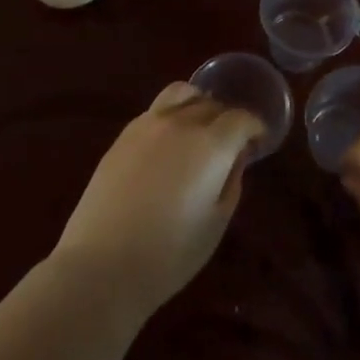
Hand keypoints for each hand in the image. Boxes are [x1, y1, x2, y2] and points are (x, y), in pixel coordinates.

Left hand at [48, 84, 260, 322]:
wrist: (101, 265)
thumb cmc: (169, 254)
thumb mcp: (216, 222)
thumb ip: (231, 181)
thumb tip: (236, 158)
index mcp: (211, 144)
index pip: (242, 118)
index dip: (255, 128)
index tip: (258, 143)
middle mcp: (181, 123)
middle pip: (213, 104)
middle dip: (228, 119)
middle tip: (231, 143)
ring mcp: (148, 125)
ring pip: (181, 94)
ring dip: (198, 105)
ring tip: (199, 129)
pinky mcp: (123, 136)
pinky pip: (156, 110)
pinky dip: (172, 115)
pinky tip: (169, 143)